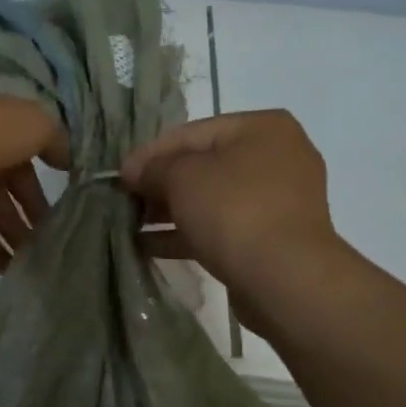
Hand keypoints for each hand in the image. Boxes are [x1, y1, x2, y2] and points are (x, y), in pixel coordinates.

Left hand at [0, 79, 68, 278]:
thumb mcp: (31, 123)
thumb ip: (55, 141)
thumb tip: (70, 161)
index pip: (28, 168)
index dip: (46, 192)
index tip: (69, 219)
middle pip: (7, 201)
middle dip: (29, 225)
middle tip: (52, 253)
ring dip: (7, 247)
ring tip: (29, 271)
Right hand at [120, 111, 341, 301]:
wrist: (285, 278)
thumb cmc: (234, 210)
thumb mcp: (182, 177)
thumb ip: (153, 168)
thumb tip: (133, 170)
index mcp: (262, 128)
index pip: (192, 132)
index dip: (150, 153)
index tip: (119, 176)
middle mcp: (277, 157)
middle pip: (204, 165)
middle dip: (161, 184)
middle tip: (125, 201)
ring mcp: (280, 201)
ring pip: (212, 199)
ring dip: (171, 211)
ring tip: (132, 224)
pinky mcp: (274, 238)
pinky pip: (223, 227)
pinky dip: (189, 233)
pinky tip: (151, 246)